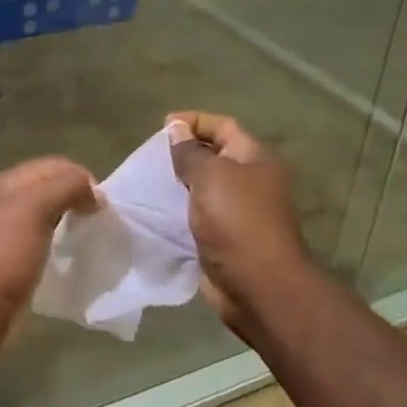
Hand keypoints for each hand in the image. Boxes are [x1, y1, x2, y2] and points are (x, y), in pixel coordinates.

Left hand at [0, 157, 98, 316]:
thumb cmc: (8, 249)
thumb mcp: (37, 206)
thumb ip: (67, 187)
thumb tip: (95, 194)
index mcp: (10, 182)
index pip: (54, 165)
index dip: (80, 177)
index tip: (101, 203)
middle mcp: (8, 200)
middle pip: (52, 188)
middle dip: (77, 197)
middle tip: (98, 218)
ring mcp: (10, 229)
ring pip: (49, 213)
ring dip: (71, 219)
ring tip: (89, 234)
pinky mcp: (15, 256)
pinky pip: (45, 237)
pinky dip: (62, 240)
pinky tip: (71, 252)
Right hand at [167, 112, 311, 330]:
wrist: (258, 285)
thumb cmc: (237, 220)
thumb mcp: (210, 176)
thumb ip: (190, 152)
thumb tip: (177, 129)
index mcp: (256, 159)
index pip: (223, 127)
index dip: (194, 121)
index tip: (163, 127)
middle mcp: (251, 181)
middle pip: (215, 156)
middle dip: (184, 153)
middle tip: (151, 156)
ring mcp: (239, 212)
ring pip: (205, 188)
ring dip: (179, 184)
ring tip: (149, 181)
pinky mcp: (225, 238)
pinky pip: (199, 215)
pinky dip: (179, 211)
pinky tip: (156, 211)